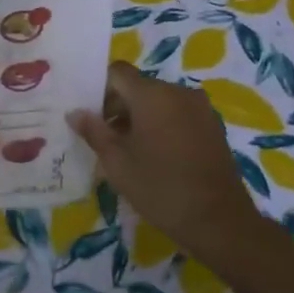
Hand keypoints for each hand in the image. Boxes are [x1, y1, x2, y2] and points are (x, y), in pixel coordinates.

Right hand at [68, 62, 271, 260]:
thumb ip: (94, 132)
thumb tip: (75, 113)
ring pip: (159, 101)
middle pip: (139, 86)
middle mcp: (178, 92)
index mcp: (152, 94)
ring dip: (140, 117)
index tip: (90, 116)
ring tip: (129, 150)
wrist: (218, 220)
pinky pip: (178, 114)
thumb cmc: (160, 188)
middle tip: (104, 138)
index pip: (117, 72)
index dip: (99, 89)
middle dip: (118, 106)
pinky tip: (156, 155)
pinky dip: (162, 125)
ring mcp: (200, 108)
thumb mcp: (117, 162)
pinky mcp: (212, 126)